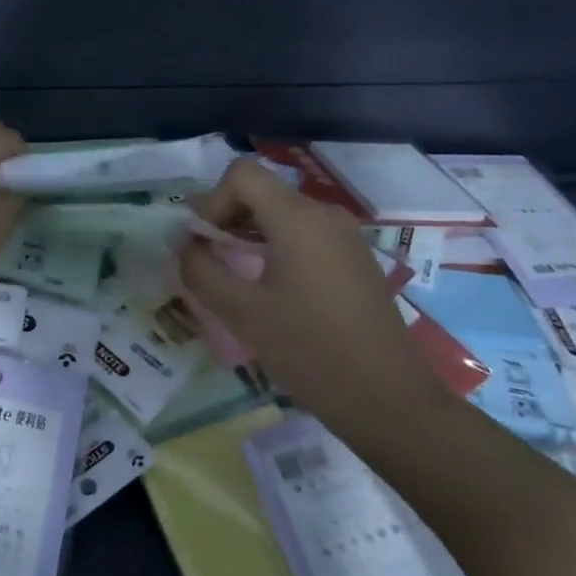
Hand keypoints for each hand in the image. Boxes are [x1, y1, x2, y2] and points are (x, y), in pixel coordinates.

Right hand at [180, 158, 454, 444]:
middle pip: (261, 191)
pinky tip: (270, 289)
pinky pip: (305, 234)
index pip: (241, 174)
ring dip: (248, 233)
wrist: (390, 401)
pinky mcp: (355, 259)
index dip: (212, 201)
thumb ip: (202, 272)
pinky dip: (276, 246)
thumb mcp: (243, 313)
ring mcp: (345, 236)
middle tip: (206, 259)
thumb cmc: (311, 352)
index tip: (203, 243)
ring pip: (282, 213)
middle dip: (226, 217)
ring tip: (232, 274)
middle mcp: (324, 215)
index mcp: (298, 218)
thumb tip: (185, 247)